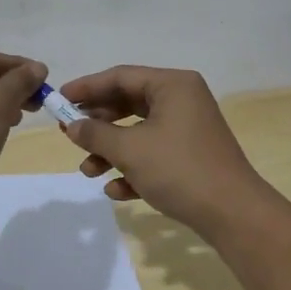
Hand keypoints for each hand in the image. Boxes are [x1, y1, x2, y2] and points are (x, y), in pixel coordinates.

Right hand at [59, 67, 274, 235]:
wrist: (232, 213)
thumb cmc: (179, 169)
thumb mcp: (130, 150)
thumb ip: (96, 134)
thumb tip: (72, 126)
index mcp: (172, 85)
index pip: (121, 76)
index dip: (87, 88)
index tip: (59, 100)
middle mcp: (182, 100)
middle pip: (128, 103)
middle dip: (98, 124)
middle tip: (70, 136)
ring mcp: (189, 129)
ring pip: (139, 132)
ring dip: (111, 151)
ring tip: (89, 172)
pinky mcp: (191, 156)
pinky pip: (154, 154)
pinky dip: (133, 168)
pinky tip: (116, 190)